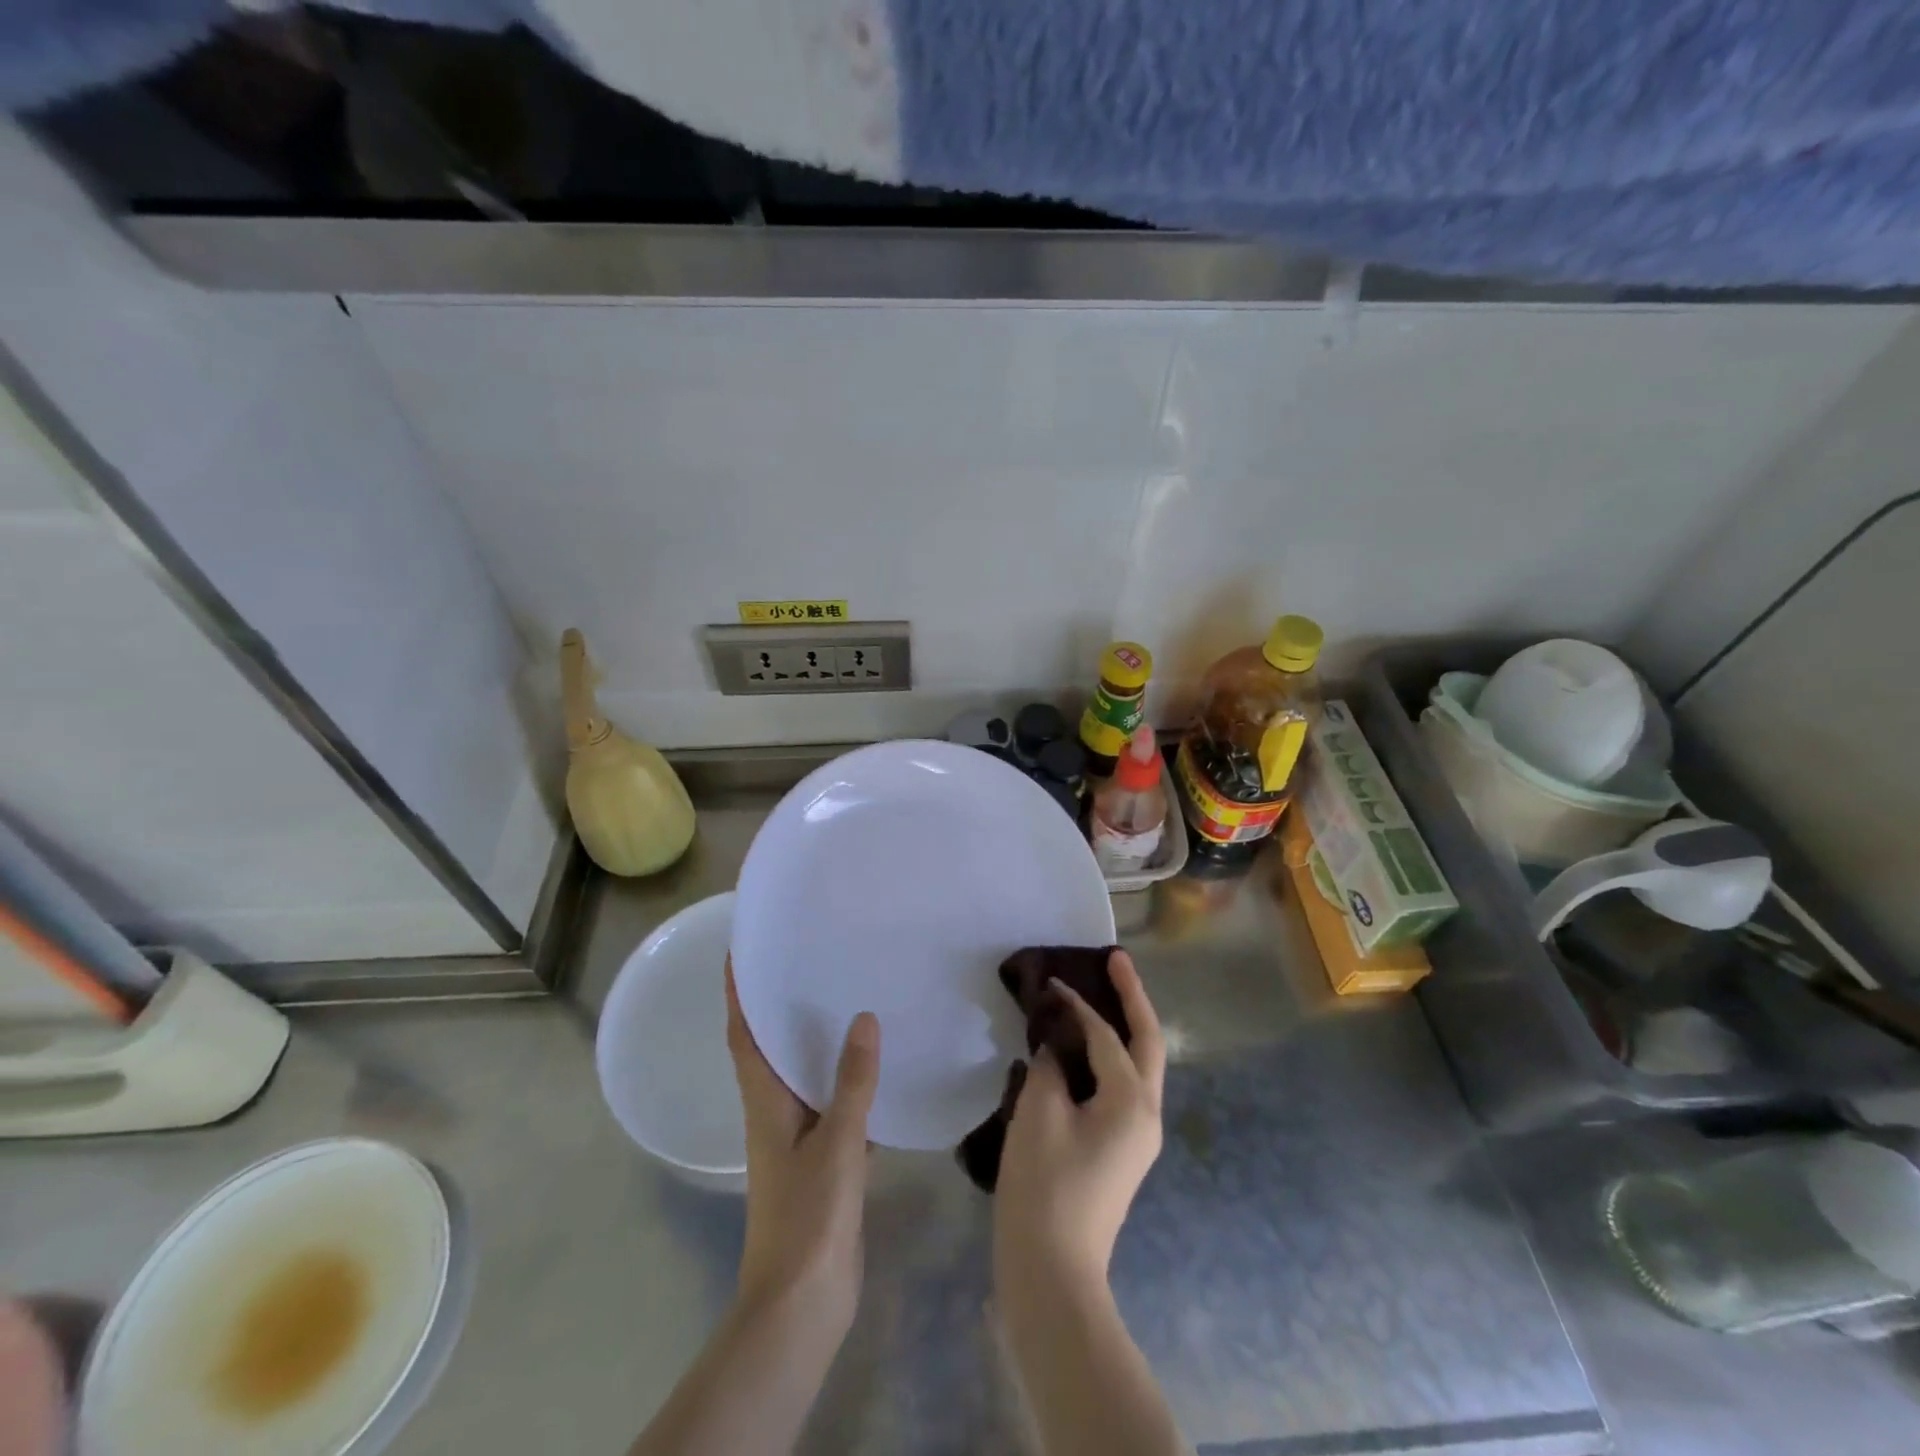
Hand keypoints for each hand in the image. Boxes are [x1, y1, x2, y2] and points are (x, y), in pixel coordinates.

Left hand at [725, 960, 878, 1337]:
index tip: (740, 952)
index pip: (743, 1035)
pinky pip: (834, 1105)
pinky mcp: (823, 1161)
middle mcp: (775, 1113)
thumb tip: (863, 1018)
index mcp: (765, 1102)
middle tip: (805, 960)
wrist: (802, 1304)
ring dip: (814, 1041)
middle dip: (778, 1005)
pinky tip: (877, 1070)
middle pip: (770, 1048)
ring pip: (803, 1075)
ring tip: (843, 999)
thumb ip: (852, 1082)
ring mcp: (798, 1139)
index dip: (737, 993)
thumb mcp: (836, 1144)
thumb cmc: (807, 1218)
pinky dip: (847, 1082)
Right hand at [994, 949, 1165, 1288]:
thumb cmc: (1045, 1187)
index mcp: (1132, 1101)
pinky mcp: (1121, 1151)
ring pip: (1138, 1065)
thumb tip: (1055, 1047)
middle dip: (1133, 998)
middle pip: (1147, 1042)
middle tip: (1116, 959)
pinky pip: (1120, 1087)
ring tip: (1103, 995)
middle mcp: (1147, 1114)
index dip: (1077, 1005)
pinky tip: (1080, 1050)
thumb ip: (1050, 1065)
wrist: (1051, 1272)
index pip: (1106, 1036)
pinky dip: (1106, 1058)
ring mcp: (1137, 1136)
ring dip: (1124, 1027)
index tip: (1049, 980)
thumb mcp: (1040, 1113)